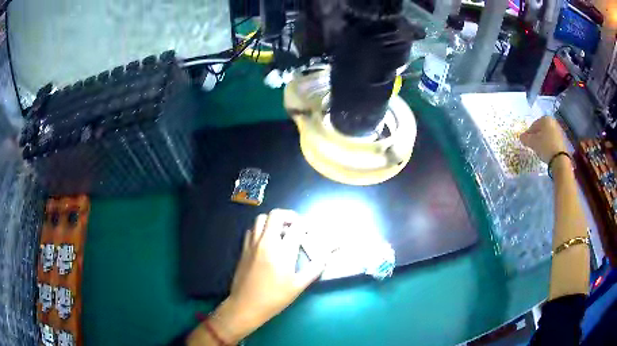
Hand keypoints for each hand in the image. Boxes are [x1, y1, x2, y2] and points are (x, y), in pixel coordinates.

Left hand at [205, 210, 325, 343]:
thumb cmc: (275, 297)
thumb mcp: (298, 285)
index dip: (306, 226)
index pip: (297, 227)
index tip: (310, 231)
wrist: (246, 305)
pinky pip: (252, 230)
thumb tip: (326, 255)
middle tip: (296, 226)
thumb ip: (314, 268)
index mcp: (282, 252)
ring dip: (273, 220)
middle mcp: (266, 242)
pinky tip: (266, 241)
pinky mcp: (243, 249)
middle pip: (276, 215)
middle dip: (289, 216)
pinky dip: (261, 229)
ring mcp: (252, 244)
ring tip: (282, 231)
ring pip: (261, 219)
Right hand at [520, 116, 567, 162]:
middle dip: (536, 137)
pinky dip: (548, 145)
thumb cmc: (545, 146)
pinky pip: (552, 140)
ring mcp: (558, 130)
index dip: (528, 134)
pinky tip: (547, 152)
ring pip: (547, 135)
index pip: (533, 125)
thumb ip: (525, 138)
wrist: (560, 159)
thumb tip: (521, 137)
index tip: (526, 142)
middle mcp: (552, 121)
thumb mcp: (533, 142)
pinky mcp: (562, 140)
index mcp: (545, 119)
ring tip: (540, 150)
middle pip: (541, 129)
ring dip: (543, 141)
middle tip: (533, 146)